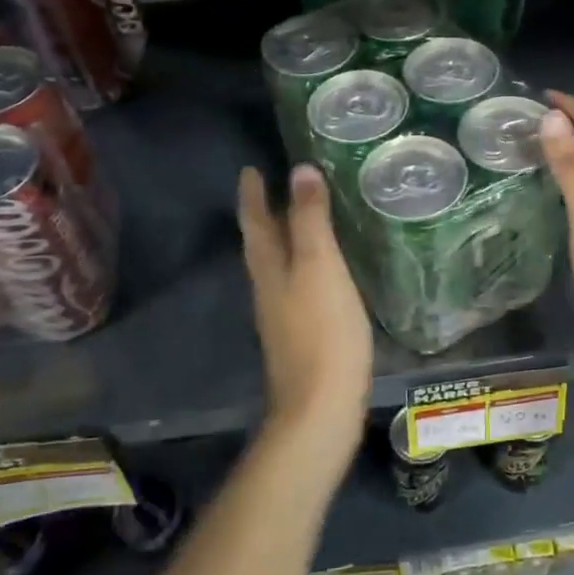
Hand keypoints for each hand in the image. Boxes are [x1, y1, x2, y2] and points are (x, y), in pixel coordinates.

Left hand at [238, 163, 372, 452]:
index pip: (255, 220)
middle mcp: (268, 287)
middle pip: (261, 243)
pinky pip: (294, 286)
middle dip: (263, 213)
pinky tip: (318, 270)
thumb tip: (299, 170)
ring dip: (281, 238)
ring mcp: (281, 315)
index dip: (252, 193)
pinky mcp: (299, 334)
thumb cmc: (322, 330)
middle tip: (273, 186)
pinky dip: (299, 265)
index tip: (251, 168)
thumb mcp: (320, 266)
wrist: (321, 406)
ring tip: (296, 219)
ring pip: (275, 265)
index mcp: (270, 267)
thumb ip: (310, 219)